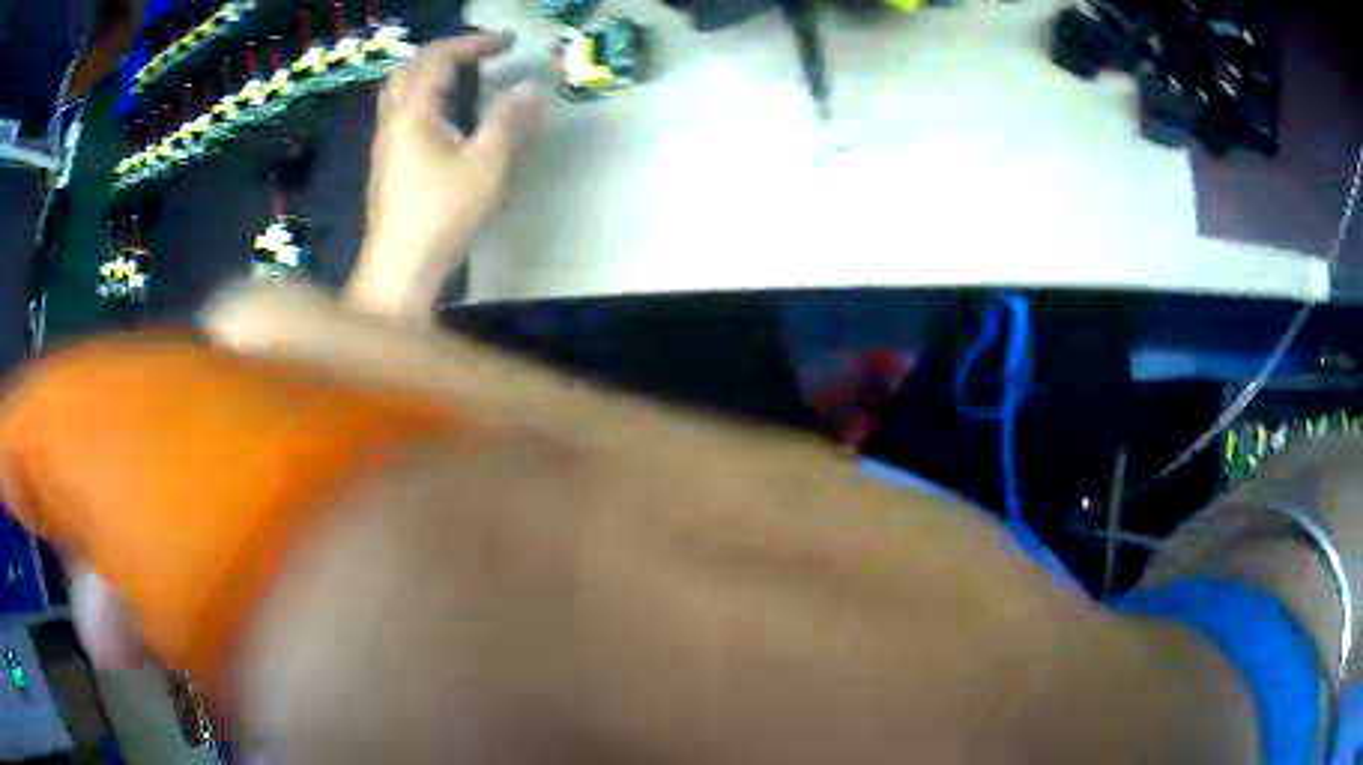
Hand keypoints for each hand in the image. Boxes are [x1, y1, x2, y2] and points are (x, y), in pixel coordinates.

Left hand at [345, 33, 540, 323]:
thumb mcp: (486, 165)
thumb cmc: (441, 215)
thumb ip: (510, 122)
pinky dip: (425, 101)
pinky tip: (446, 120)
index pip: (439, 59)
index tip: (507, 43)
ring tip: (464, 80)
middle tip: (479, 55)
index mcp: (413, 113)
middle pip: (409, 69)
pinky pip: (402, 116)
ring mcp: (385, 146)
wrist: (399, 269)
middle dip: (445, 53)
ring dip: (430, 76)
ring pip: (400, 94)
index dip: (473, 43)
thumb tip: (531, 89)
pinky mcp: (387, 167)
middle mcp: (393, 122)